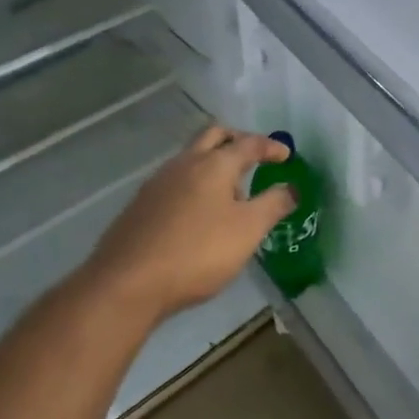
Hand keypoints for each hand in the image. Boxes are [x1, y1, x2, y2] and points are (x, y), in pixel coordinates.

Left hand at [80, 125, 295, 324]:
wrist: (128, 282)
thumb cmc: (198, 252)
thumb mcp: (248, 230)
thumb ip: (273, 205)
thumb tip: (291, 188)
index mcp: (214, 164)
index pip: (249, 143)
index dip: (271, 147)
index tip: (286, 156)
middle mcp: (184, 163)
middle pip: (213, 136)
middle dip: (237, 140)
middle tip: (255, 156)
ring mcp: (158, 182)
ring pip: (191, 157)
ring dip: (214, 162)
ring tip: (231, 189)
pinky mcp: (141, 204)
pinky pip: (175, 180)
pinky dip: (195, 183)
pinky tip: (199, 211)